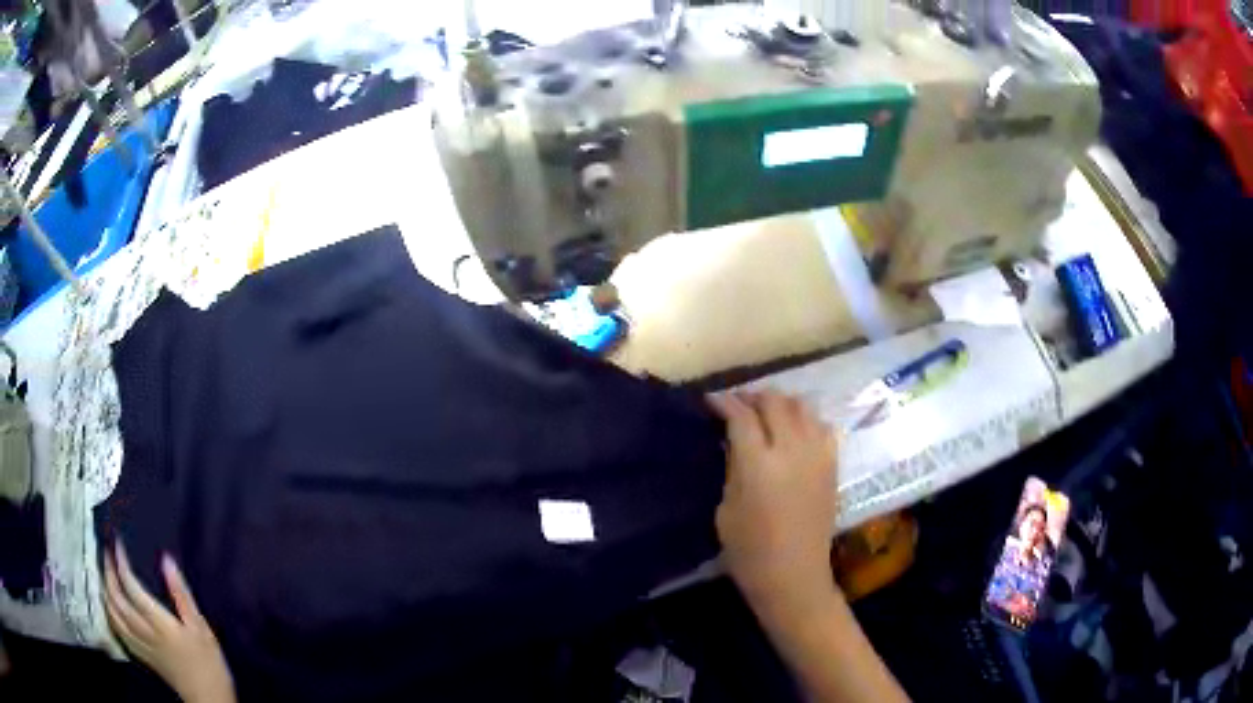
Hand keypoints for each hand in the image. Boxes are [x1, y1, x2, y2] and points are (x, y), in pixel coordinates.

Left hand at [103, 544, 235, 702]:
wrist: (209, 700)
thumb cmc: (209, 663)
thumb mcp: (202, 628)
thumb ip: (182, 595)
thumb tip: (166, 560)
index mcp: (160, 624)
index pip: (132, 587)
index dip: (121, 563)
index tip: (117, 543)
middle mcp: (145, 632)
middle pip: (117, 599)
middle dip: (108, 573)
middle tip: (105, 552)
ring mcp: (141, 645)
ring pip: (113, 614)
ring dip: (105, 591)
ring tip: (104, 574)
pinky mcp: (141, 655)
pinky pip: (118, 630)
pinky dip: (109, 613)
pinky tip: (109, 606)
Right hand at [708, 391, 839, 622]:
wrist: (794, 575)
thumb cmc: (749, 551)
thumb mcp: (726, 508)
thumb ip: (733, 467)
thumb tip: (734, 440)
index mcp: (759, 464)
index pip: (742, 416)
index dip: (725, 403)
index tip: (712, 400)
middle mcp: (792, 450)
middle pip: (775, 402)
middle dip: (753, 397)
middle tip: (738, 405)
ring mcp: (817, 455)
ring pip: (802, 406)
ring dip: (780, 403)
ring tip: (766, 413)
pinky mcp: (832, 464)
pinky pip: (821, 426)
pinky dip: (805, 419)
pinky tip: (794, 430)